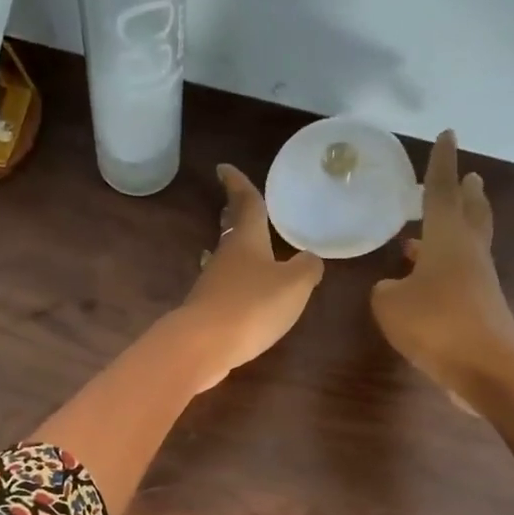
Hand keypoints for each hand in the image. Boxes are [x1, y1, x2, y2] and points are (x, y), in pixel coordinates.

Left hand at [174, 164, 324, 391]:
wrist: (203, 346)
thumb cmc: (251, 306)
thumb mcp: (294, 285)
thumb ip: (307, 268)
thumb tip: (310, 259)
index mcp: (247, 240)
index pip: (245, 204)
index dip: (237, 184)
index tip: (223, 168)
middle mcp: (225, 257)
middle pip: (231, 232)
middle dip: (233, 217)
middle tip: (233, 206)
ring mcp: (211, 286)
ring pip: (224, 261)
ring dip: (232, 253)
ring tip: (239, 250)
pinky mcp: (206, 313)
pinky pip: (222, 290)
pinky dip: (231, 286)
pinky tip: (237, 294)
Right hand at [370, 130, 513, 406]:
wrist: (485, 366)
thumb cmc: (435, 323)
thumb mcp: (390, 305)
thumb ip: (385, 289)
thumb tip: (394, 287)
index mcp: (447, 238)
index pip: (441, 190)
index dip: (441, 163)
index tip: (447, 134)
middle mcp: (468, 251)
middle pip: (471, 213)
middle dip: (467, 193)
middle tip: (470, 177)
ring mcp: (478, 280)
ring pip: (468, 244)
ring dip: (458, 229)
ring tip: (440, 225)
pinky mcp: (480, 307)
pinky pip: (460, 275)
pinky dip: (446, 266)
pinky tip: (428, 279)